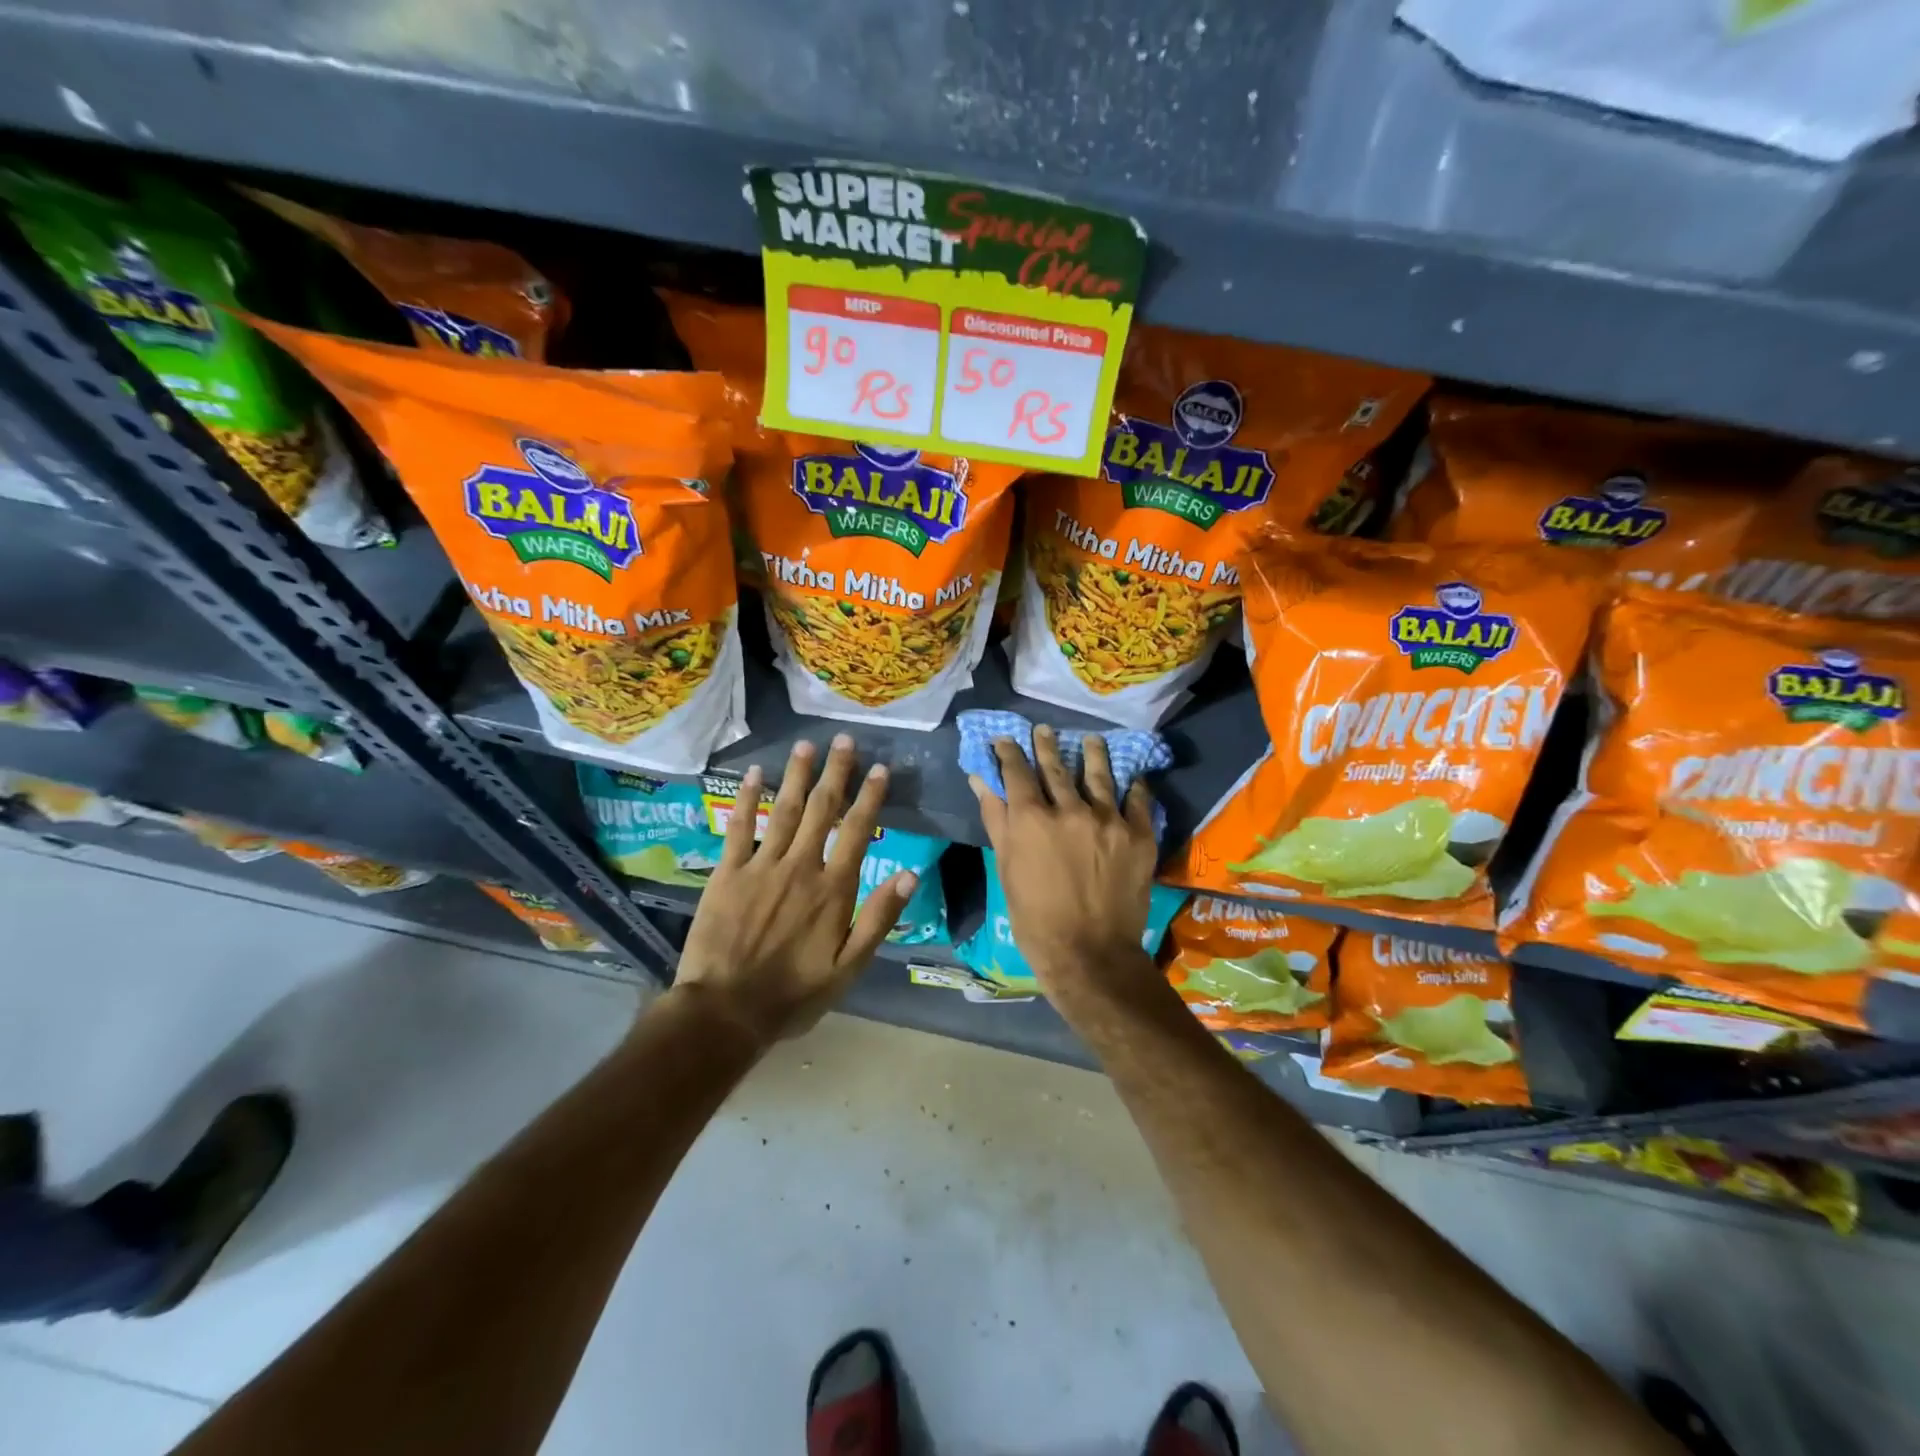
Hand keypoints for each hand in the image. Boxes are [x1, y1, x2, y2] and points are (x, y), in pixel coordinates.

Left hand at [674, 736, 915, 1046]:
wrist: (726, 1011)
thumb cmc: (794, 994)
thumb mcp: (849, 967)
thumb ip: (878, 918)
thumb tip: (910, 874)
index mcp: (833, 889)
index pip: (857, 831)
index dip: (869, 797)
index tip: (878, 768)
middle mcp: (800, 867)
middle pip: (822, 810)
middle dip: (835, 772)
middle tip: (843, 740)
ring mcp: (761, 866)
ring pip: (784, 810)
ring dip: (797, 776)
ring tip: (806, 745)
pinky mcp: (727, 873)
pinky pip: (739, 828)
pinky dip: (747, 799)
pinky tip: (755, 774)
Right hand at [969, 726, 1160, 1001]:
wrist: (1089, 954)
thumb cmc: (1034, 918)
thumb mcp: (1006, 868)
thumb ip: (996, 818)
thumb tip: (980, 779)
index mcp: (1031, 818)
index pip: (1017, 772)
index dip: (1009, 753)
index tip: (1005, 740)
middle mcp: (1070, 809)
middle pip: (1056, 767)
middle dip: (1046, 745)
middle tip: (1043, 730)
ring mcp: (1108, 819)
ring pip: (1099, 775)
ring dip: (1093, 754)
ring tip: (1090, 741)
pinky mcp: (1138, 835)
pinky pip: (1138, 800)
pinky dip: (1134, 786)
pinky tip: (1132, 776)